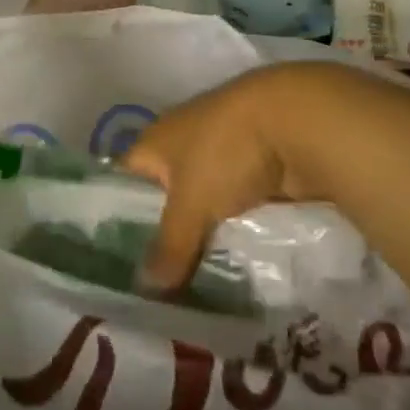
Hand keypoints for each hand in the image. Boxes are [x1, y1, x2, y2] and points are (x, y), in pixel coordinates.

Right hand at [120, 67, 314, 293]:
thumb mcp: (191, 204)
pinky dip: (231, 229)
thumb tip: (145, 289)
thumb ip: (169, 245)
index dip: (115, 217)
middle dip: (162, 235)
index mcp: (154, 140)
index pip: (122, 181)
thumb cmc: (225, 152)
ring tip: (189, 285)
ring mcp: (220, 154)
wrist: (294, 120)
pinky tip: (228, 262)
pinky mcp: (253, 168)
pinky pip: (232, 206)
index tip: (115, 263)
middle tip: (153, 288)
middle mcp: (181, 143)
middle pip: (163, 195)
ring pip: (200, 204)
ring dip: (200, 234)